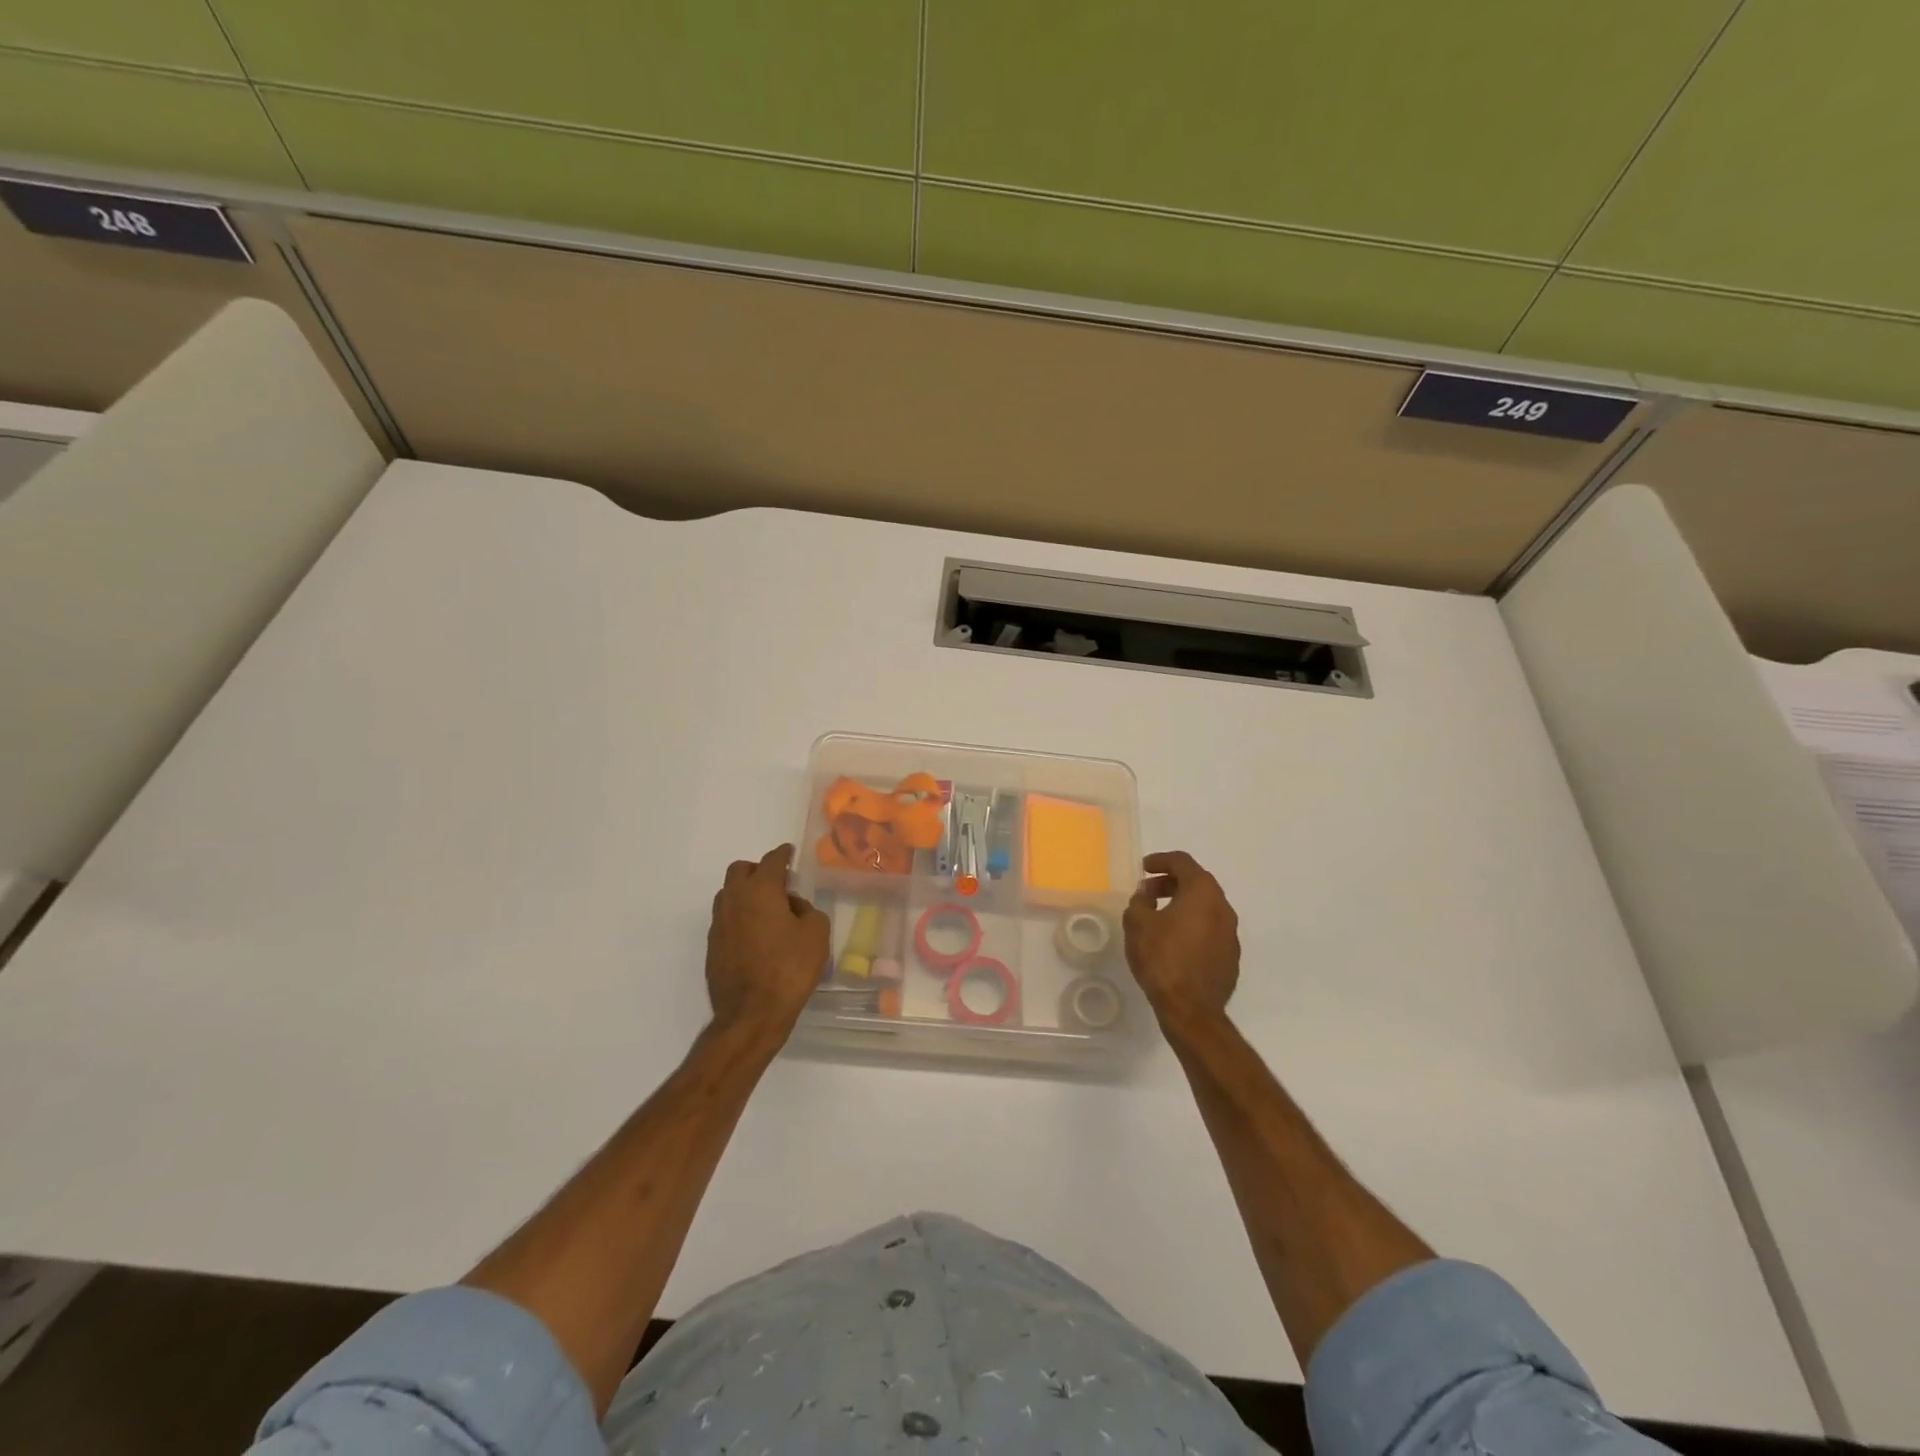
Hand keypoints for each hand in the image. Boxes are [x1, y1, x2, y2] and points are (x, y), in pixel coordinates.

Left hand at [705, 845, 829, 1048]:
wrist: (751, 1014)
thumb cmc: (790, 969)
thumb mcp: (817, 934)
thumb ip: (808, 910)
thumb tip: (793, 907)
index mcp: (761, 890)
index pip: (771, 860)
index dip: (783, 854)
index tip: (789, 852)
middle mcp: (734, 900)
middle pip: (740, 870)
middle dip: (758, 869)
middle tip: (777, 882)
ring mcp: (719, 924)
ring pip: (729, 894)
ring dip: (746, 893)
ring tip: (767, 910)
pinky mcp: (713, 947)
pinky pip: (726, 919)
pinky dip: (740, 917)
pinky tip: (756, 935)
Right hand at [1123, 850, 1239, 1030]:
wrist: (1191, 1009)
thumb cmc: (1162, 958)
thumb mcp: (1137, 924)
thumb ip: (1140, 901)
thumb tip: (1147, 895)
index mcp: (1202, 892)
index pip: (1182, 862)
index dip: (1160, 860)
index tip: (1143, 868)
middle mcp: (1223, 907)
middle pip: (1197, 883)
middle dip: (1170, 883)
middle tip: (1147, 892)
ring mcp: (1231, 933)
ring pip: (1205, 907)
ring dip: (1182, 905)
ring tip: (1158, 917)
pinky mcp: (1231, 956)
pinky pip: (1210, 930)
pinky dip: (1192, 926)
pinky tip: (1174, 942)